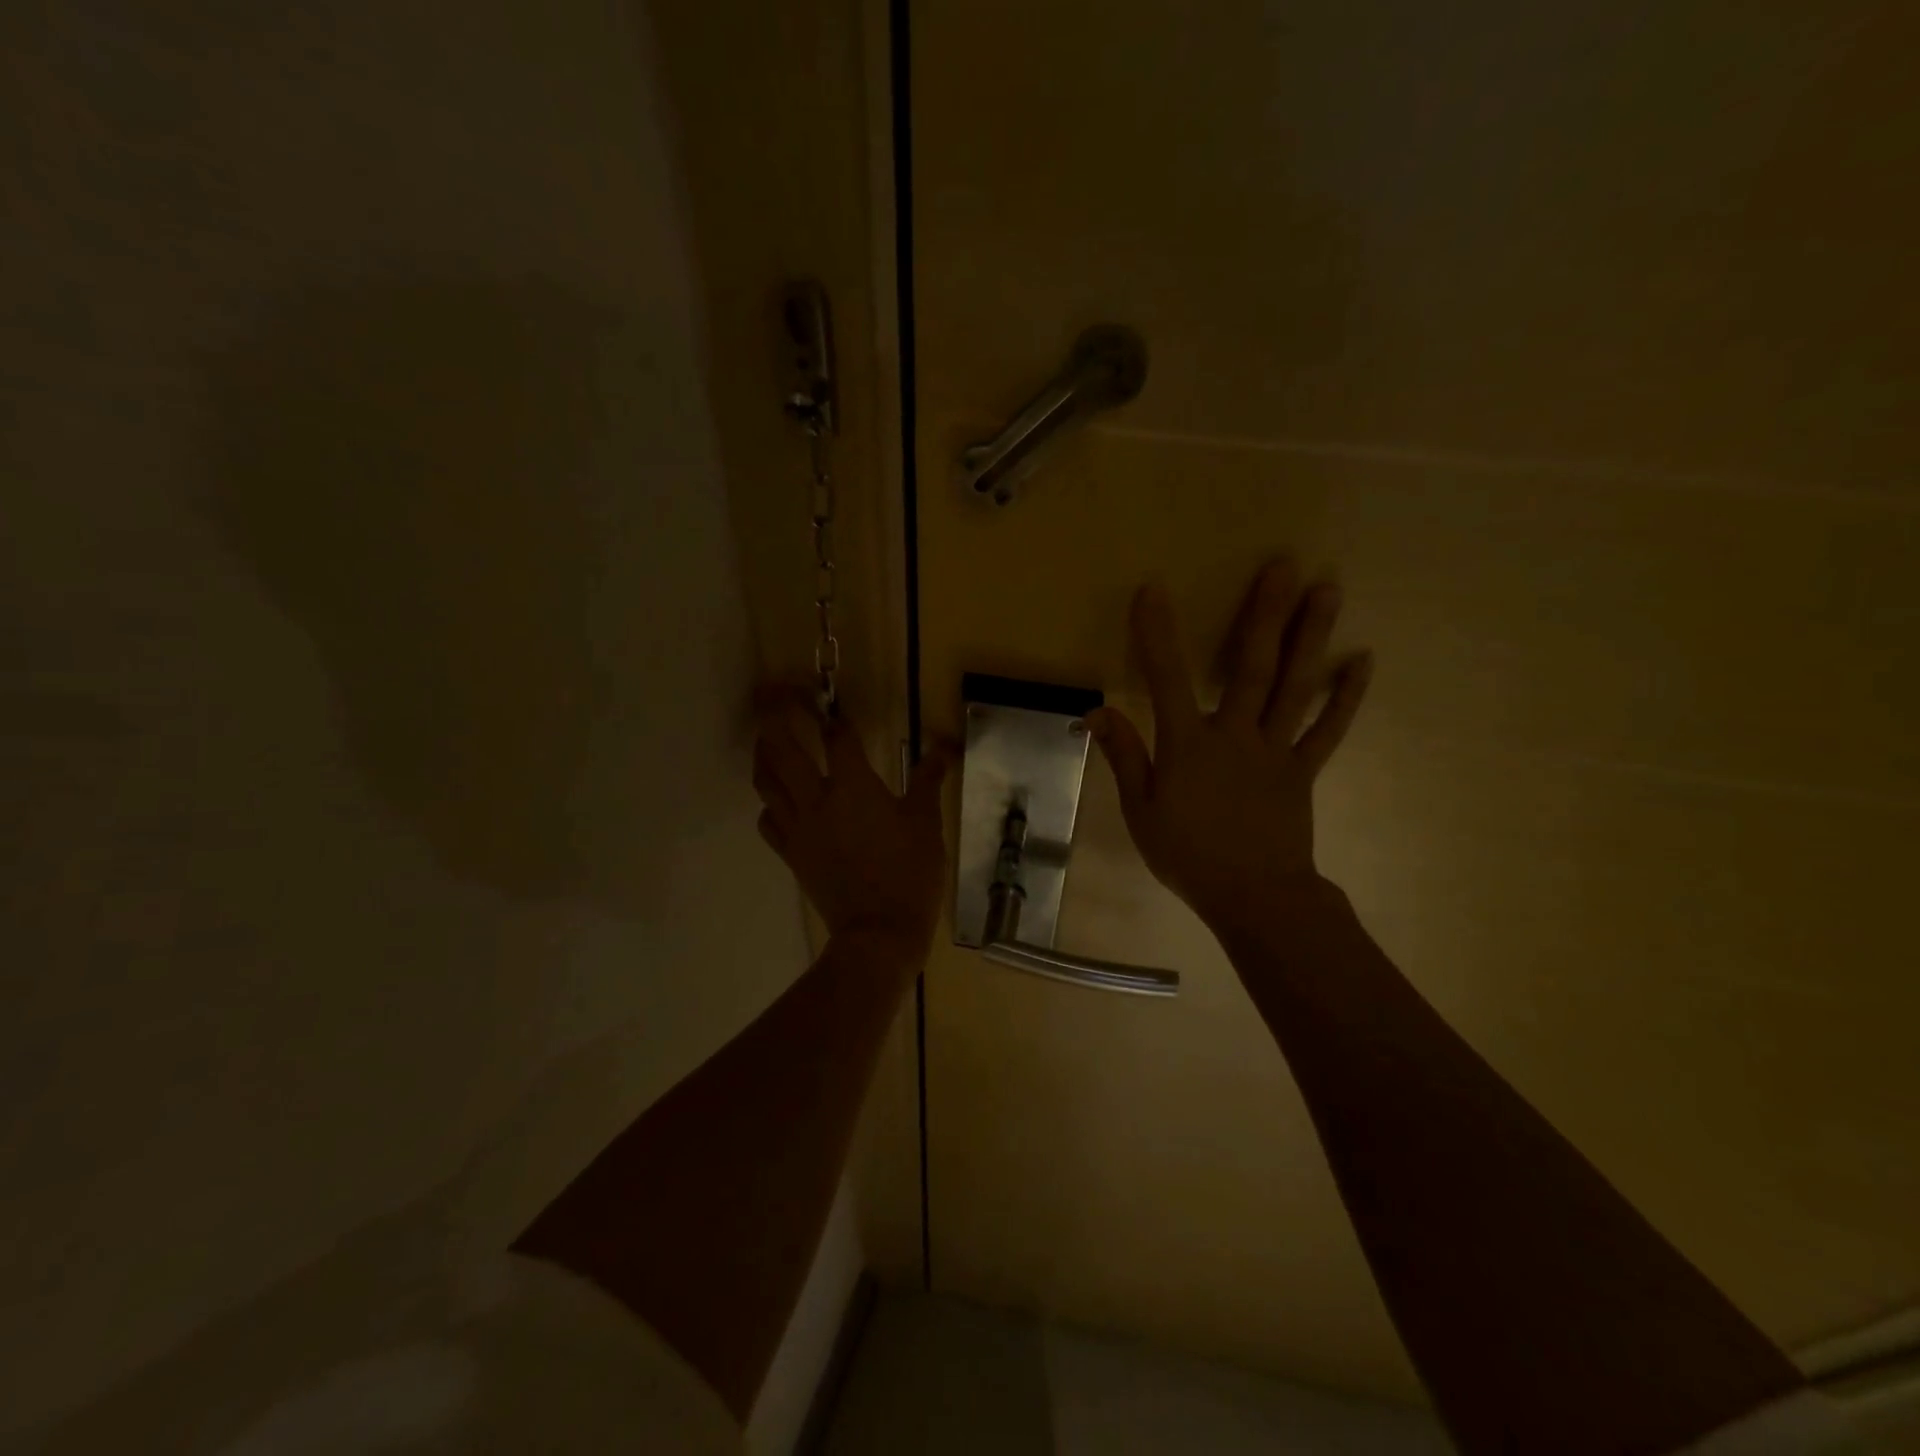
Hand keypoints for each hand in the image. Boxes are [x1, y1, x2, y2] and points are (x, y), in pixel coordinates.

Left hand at [752, 695, 949, 961]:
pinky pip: (768, 820)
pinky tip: (777, 800)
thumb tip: (941, 749)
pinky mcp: (790, 853)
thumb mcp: (927, 824)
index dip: (833, 715)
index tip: (828, 700)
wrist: (879, 933)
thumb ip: (928, 782)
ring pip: (766, 781)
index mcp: (854, 786)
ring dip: (764, 753)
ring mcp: (798, 827)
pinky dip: (768, 803)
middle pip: (783, 747)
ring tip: (766, 739)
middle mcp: (817, 799)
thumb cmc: (909, 874)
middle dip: (775, 716)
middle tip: (774, 697)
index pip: (837, 737)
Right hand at [1085, 561, 1371, 943]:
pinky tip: (1362, 661)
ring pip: (1295, 687)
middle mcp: (1235, 735)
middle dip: (1264, 613)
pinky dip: (1346, 696)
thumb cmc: (1188, 855)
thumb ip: (1124, 756)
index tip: (1153, 590)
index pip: (1167, 679)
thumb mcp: (1140, 810)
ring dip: (1312, 637)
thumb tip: (1095, 712)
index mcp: (1189, 745)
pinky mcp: (1304, 769)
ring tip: (1328, 590)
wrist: (1253, 897)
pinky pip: (1328, 729)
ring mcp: (1276, 750)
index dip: (1157, 634)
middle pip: (1250, 667)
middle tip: (1283, 564)